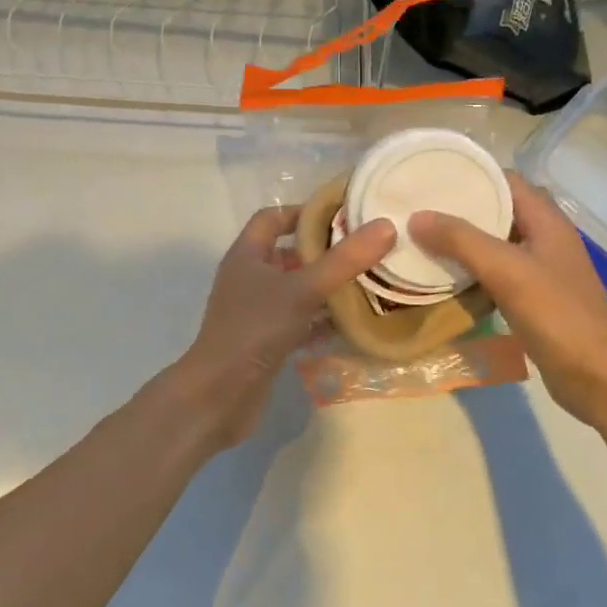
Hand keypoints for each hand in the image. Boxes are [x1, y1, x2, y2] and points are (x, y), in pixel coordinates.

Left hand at [171, 206, 396, 449]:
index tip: (344, 214)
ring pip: (295, 289)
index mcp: (247, 255)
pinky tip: (352, 323)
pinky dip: (321, 319)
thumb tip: (386, 226)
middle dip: (324, 251)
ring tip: (367, 282)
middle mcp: (249, 278)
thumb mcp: (303, 289)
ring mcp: (256, 311)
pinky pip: (298, 320)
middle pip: (288, 253)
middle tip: (365, 250)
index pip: (273, 217)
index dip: (305, 211)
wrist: (220, 395)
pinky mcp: (266, 340)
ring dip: (326, 286)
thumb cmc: (255, 329)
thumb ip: (344, 260)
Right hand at [411, 173, 606, 427]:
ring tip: (421, 239)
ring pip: (495, 244)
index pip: (506, 180)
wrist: (599, 379)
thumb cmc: (559, 316)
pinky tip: (444, 279)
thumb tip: (416, 217)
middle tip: (417, 209)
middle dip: (460, 208)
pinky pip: (496, 274)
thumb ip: (462, 240)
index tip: (430, 177)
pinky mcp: (533, 300)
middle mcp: (545, 239)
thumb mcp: (507, 271)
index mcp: (547, 221)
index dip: (471, 174)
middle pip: (498, 210)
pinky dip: (471, 272)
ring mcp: (540, 271)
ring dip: (462, 242)